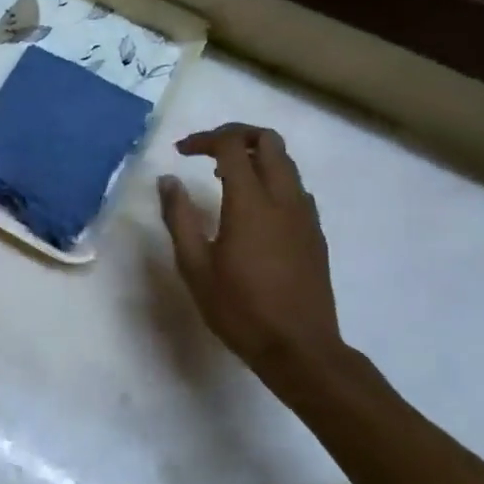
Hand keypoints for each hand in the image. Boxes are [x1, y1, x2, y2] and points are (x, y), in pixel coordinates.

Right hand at [157, 124, 343, 379]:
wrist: (299, 348)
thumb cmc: (239, 309)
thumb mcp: (194, 266)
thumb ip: (179, 217)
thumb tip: (168, 180)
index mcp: (251, 203)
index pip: (233, 146)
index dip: (205, 140)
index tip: (180, 152)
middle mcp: (284, 199)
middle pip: (269, 141)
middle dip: (236, 135)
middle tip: (207, 152)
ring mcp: (305, 216)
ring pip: (287, 163)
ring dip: (256, 156)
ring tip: (224, 177)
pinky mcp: (315, 233)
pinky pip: (295, 188)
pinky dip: (272, 180)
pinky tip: (251, 208)